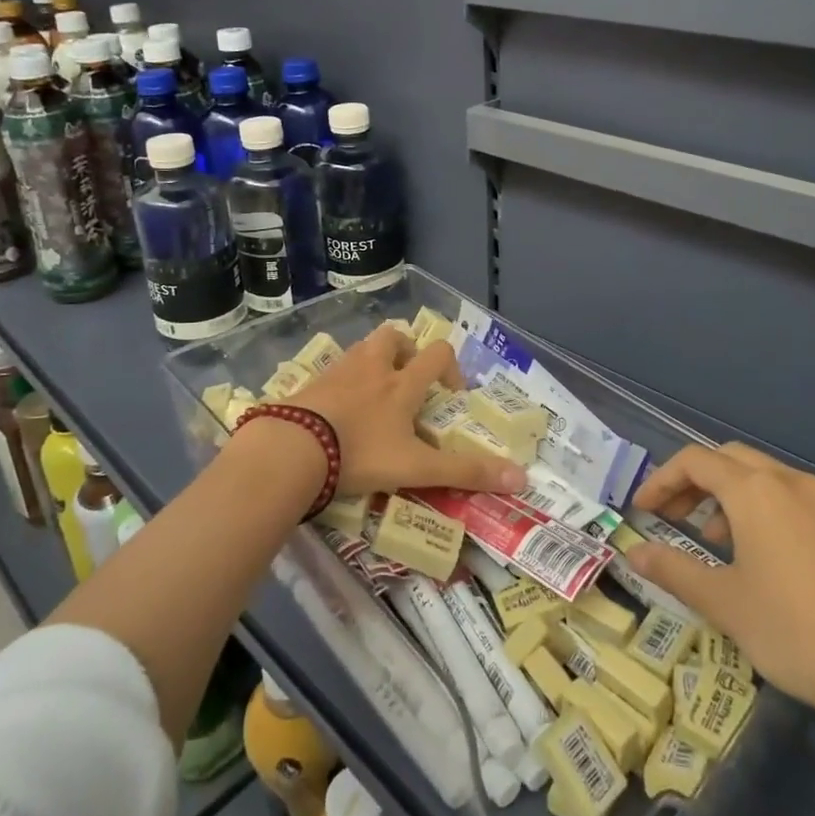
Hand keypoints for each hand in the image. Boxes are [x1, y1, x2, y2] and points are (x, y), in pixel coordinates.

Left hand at [289, 322, 525, 498]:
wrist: (292, 450)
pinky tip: (338, 413)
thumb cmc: (361, 454)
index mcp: (401, 383)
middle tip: (408, 380)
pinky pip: (332, 372)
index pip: (437, 354)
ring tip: (374, 396)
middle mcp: (371, 367)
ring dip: (373, 362)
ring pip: (361, 350)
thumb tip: (523, 480)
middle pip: (393, 336)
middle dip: (406, 350)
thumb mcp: (418, 469)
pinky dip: (341, 383)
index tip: (450, 394)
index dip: (450, 367)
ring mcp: (336, 373)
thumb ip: (466, 473)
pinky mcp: (308, 384)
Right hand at [626, 442, 814, 727]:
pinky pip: (808, 503)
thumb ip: (674, 571)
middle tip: (677, 518)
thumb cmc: (798, 633)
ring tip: (726, 545)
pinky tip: (783, 559)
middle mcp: (795, 482)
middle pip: (732, 460)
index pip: (694, 461)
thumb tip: (635, 554)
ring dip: (737, 498)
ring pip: (772, 479)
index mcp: (756, 491)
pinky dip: (778, 513)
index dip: (662, 480)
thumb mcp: (725, 605)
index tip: (644, 511)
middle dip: (697, 483)